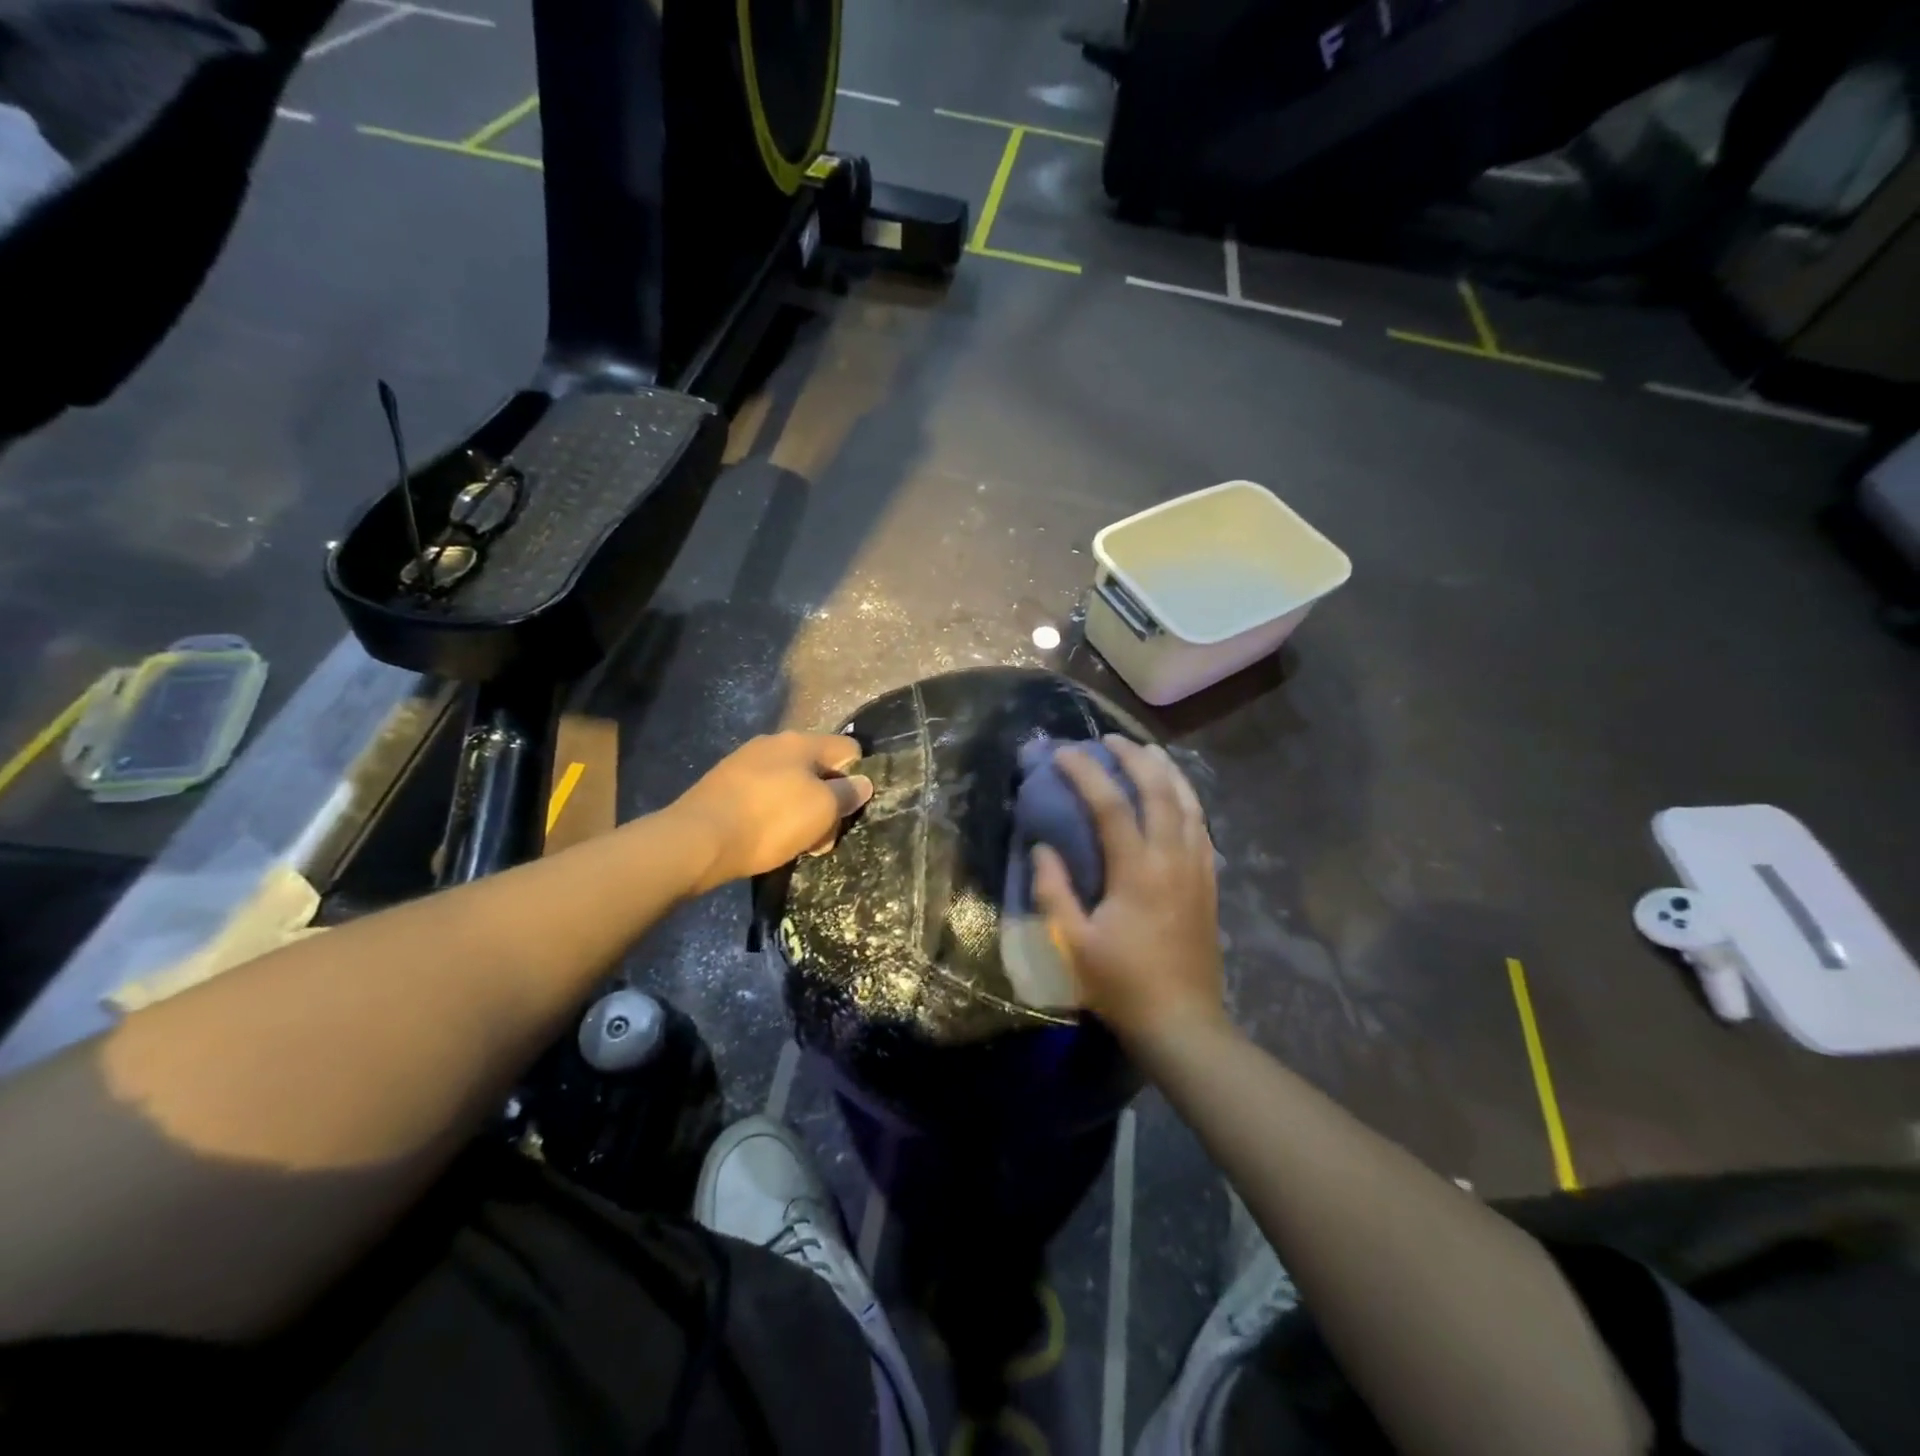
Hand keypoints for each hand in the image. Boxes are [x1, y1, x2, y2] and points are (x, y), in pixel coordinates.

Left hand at [666, 733, 872, 893]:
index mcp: (801, 742)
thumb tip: (863, 782)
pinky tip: (768, 840)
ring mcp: (744, 764)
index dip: (859, 776)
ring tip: (797, 844)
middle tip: (824, 836)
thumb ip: (848, 793)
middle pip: (818, 769)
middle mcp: (773, 744)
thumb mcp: (822, 809)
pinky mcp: (723, 787)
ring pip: (790, 785)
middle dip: (828, 801)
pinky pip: (763, 797)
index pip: (848, 747)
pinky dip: (773, 816)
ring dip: (801, 812)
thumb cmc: (770, 820)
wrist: (697, 841)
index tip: (852, 808)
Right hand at [1032, 736, 1224, 1048]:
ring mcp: (1197, 869)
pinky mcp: (1209, 884)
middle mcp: (1173, 859)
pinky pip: (1202, 827)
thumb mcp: (1074, 943)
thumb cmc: (1123, 985)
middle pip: (1159, 791)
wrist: (1184, 1023)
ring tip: (1148, 753)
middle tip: (1111, 740)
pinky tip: (1176, 797)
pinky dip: (1187, 801)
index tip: (1063, 753)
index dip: (1085, 773)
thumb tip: (1042, 848)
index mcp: (1138, 871)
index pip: (1110, 804)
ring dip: (1167, 772)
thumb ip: (1054, 890)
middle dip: (1134, 758)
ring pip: (1189, 803)